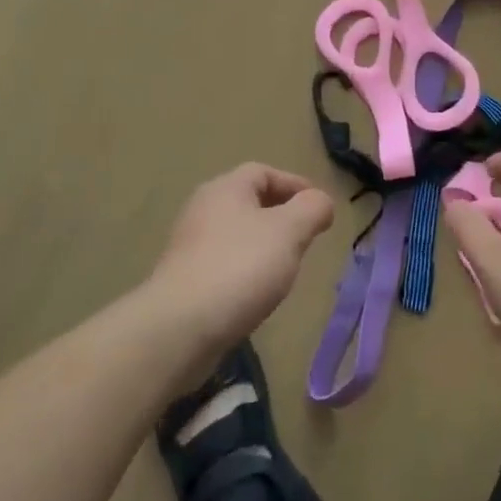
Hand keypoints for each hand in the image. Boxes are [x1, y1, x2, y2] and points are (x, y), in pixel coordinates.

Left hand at [150, 163, 334, 356]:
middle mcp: (203, 209)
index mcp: (226, 188)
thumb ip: (312, 209)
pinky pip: (223, 263)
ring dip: (263, 244)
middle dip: (281, 215)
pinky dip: (245, 269)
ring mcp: (189, 245)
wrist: (179, 328)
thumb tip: (321, 201)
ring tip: (286, 266)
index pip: (264, 171)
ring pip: (236, 234)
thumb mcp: (289, 231)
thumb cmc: (240, 267)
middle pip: (248, 201)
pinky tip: (257, 293)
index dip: (295, 184)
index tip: (319, 207)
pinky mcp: (183, 280)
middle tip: (306, 236)